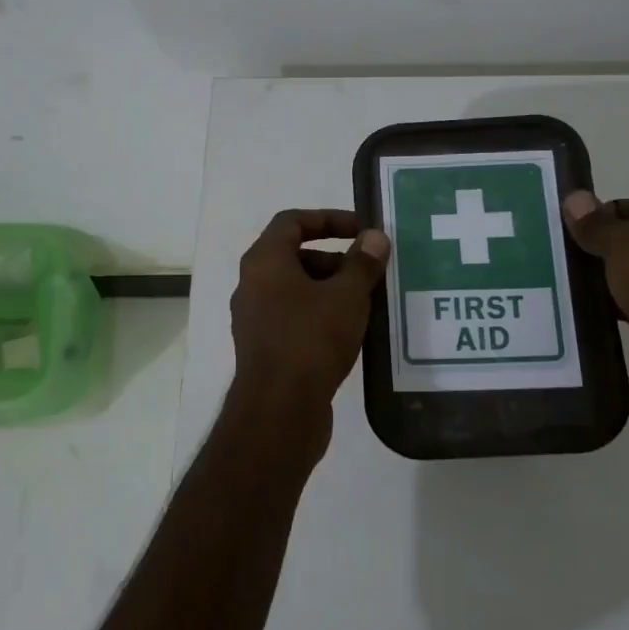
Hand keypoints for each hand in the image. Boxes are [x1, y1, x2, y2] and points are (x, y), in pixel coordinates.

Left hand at [229, 209, 390, 449]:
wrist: (279, 411)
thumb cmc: (311, 340)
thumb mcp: (346, 296)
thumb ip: (362, 262)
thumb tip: (375, 237)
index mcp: (265, 262)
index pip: (292, 221)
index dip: (329, 218)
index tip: (362, 230)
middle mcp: (253, 285)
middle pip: (295, 256)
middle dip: (335, 259)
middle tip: (370, 273)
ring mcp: (256, 319)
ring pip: (297, 290)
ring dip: (331, 289)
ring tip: (367, 304)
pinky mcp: (266, 348)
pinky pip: (295, 318)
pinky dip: (321, 315)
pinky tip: (351, 332)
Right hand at [561, 190, 628, 423]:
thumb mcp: (626, 245)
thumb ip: (598, 224)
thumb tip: (573, 198)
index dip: (609, 210)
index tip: (573, 225)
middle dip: (602, 245)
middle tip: (561, 251)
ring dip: (603, 278)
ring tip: (562, 278)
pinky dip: (609, 306)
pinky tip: (581, 309)